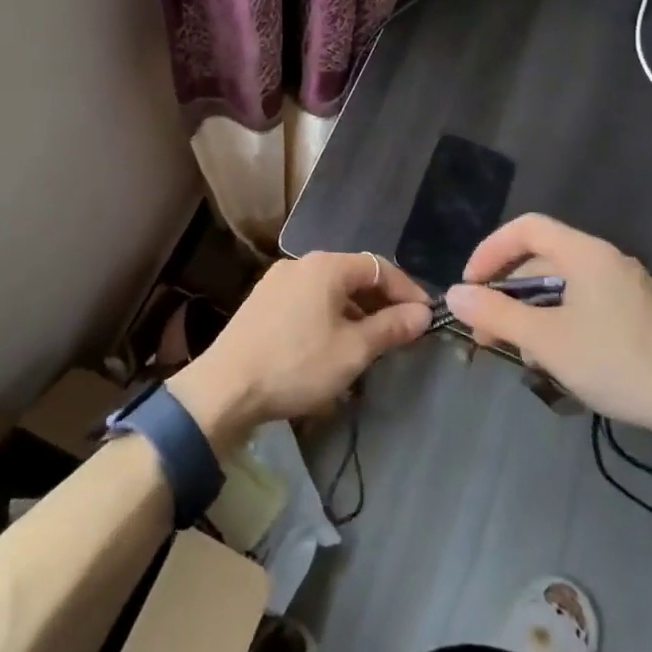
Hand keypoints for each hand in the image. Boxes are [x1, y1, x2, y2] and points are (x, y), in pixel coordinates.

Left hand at [168, 252, 431, 448]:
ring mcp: (277, 282)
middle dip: (381, 302)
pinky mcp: (262, 303)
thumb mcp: (353, 350)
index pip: (379, 267)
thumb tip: (422, 313)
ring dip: (355, 312)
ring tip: (372, 343)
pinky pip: (308, 301)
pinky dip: (329, 316)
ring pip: (329, 290)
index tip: (426, 317)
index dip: (406, 291)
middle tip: (402, 332)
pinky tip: (334, 345)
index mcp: (324, 266)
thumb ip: (391, 328)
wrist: (226, 387)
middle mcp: (299, 264)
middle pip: (352, 275)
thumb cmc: (297, 364)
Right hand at [444, 214, 651, 439]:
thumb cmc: (617, 363)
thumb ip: (496, 313)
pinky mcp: (637, 313)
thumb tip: (454, 294)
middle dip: (507, 292)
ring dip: (530, 312)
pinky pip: (583, 303)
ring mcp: (625, 287)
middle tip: (486, 331)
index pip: (525, 228)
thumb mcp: (546, 340)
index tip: (470, 287)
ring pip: (561, 286)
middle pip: (541, 259)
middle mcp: (606, 260)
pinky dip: (557, 321)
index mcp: (585, 253)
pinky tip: (554, 357)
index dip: (490, 251)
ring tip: (518, 352)